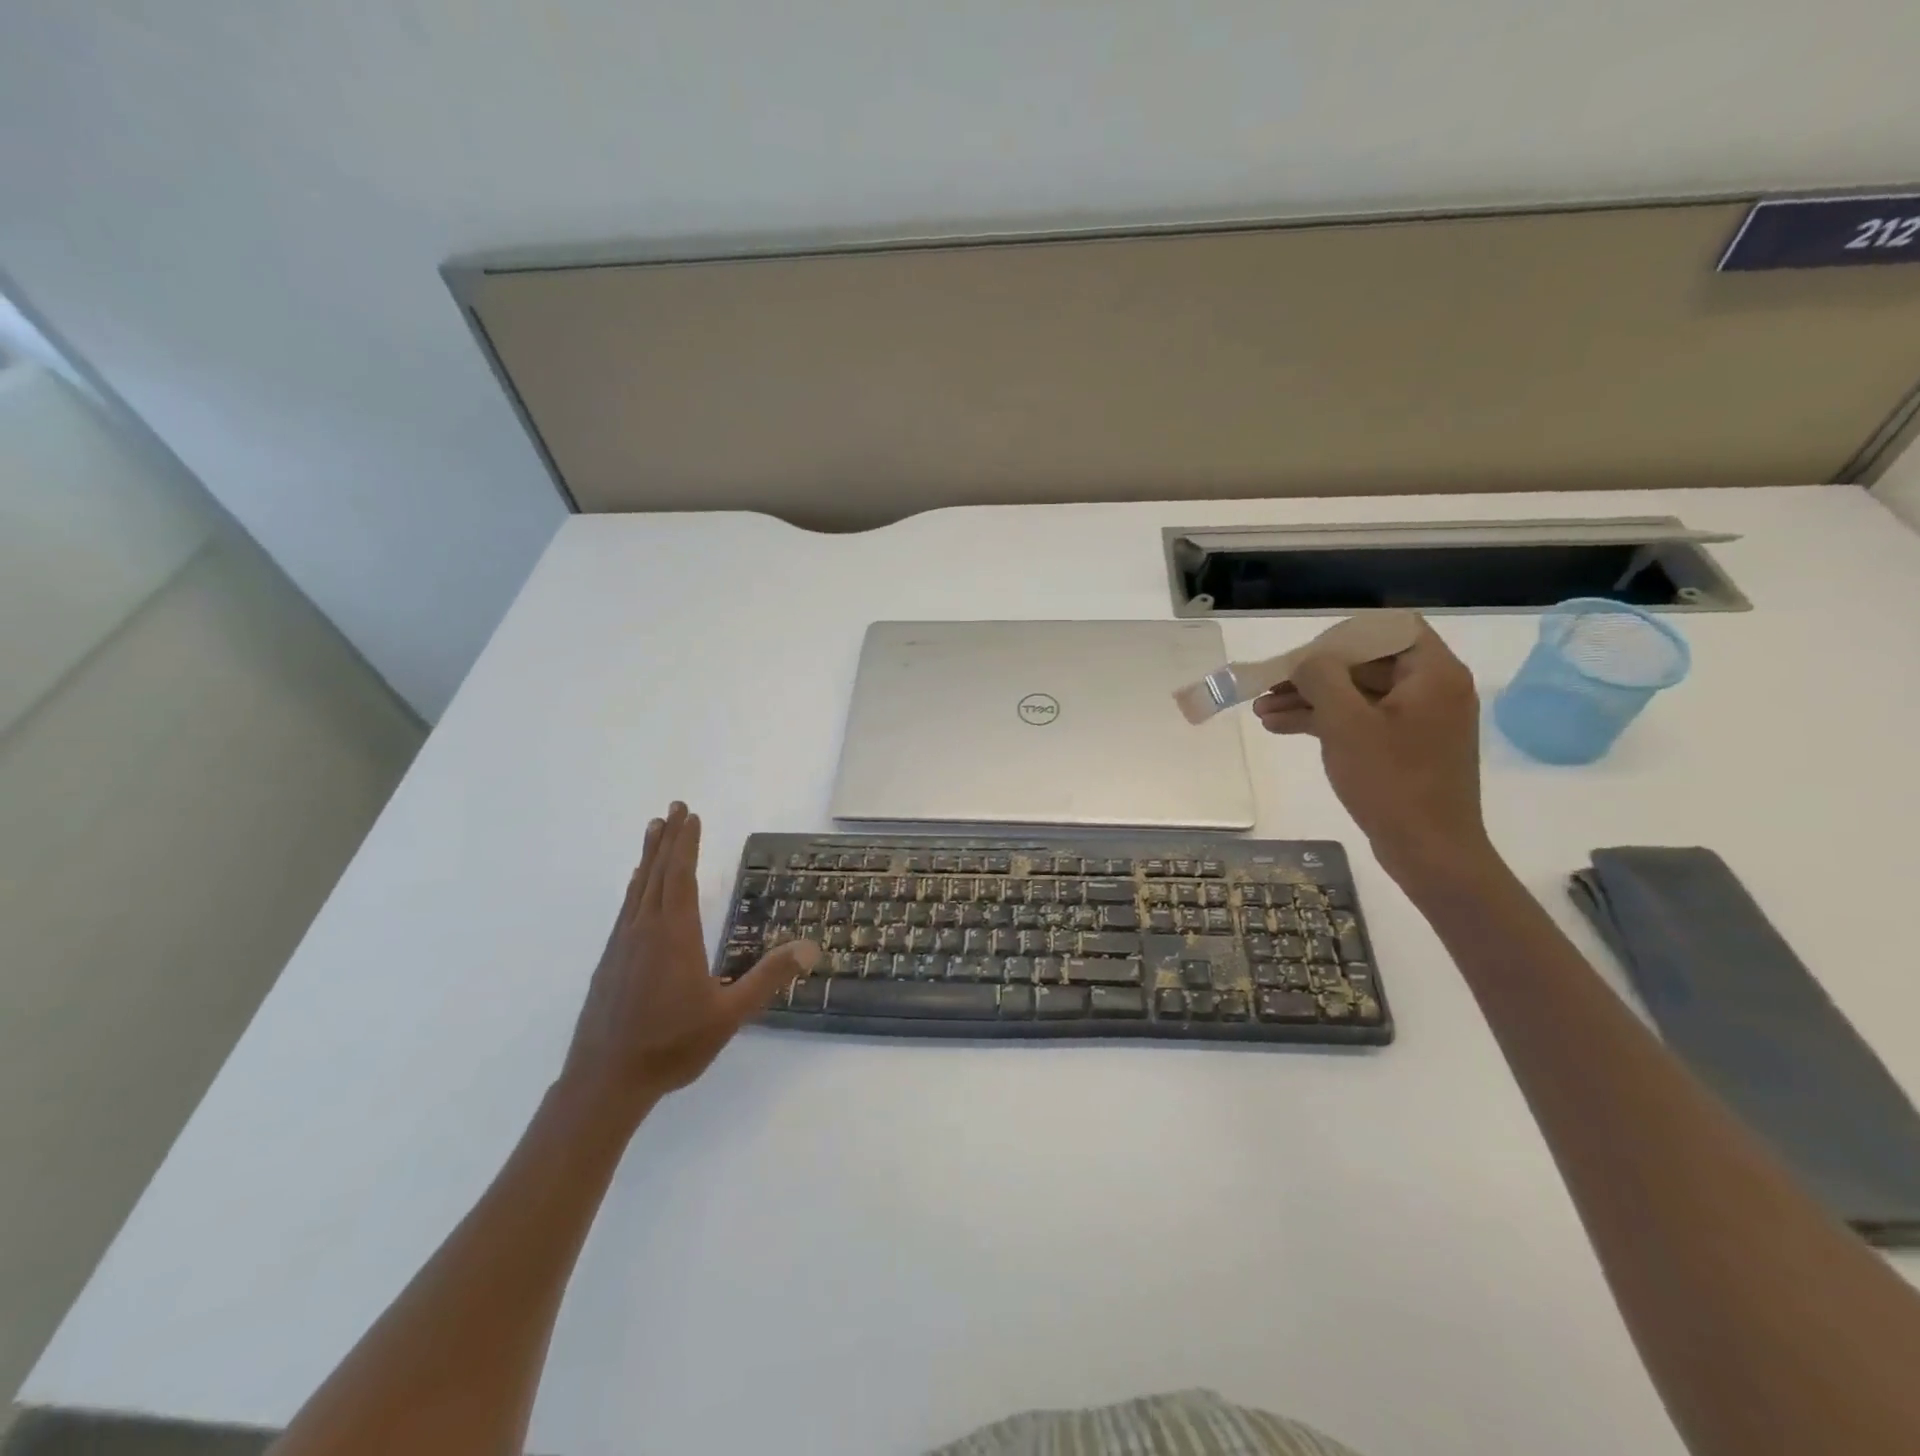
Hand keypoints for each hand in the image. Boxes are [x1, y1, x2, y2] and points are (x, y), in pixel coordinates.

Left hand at [561, 803, 816, 1115]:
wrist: (604, 1082)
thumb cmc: (671, 1045)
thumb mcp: (730, 1014)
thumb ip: (768, 978)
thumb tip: (810, 948)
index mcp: (674, 935)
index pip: (681, 876)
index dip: (686, 844)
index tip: (691, 815)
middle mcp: (645, 930)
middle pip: (657, 873)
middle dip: (667, 839)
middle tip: (674, 807)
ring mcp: (622, 945)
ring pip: (638, 888)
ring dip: (649, 857)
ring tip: (653, 831)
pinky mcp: (609, 962)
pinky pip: (626, 909)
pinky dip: (636, 887)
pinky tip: (636, 887)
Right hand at [1252, 625, 1493, 884]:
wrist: (1430, 851)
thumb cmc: (1391, 781)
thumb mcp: (1346, 723)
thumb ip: (1321, 678)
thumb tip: (1305, 661)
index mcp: (1432, 673)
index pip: (1387, 629)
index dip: (1340, 637)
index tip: (1303, 657)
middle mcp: (1432, 688)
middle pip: (1365, 663)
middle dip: (1313, 675)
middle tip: (1268, 687)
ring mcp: (1419, 720)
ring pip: (1357, 694)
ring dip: (1310, 700)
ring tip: (1262, 712)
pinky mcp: (1406, 747)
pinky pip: (1362, 720)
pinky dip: (1325, 721)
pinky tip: (1282, 728)